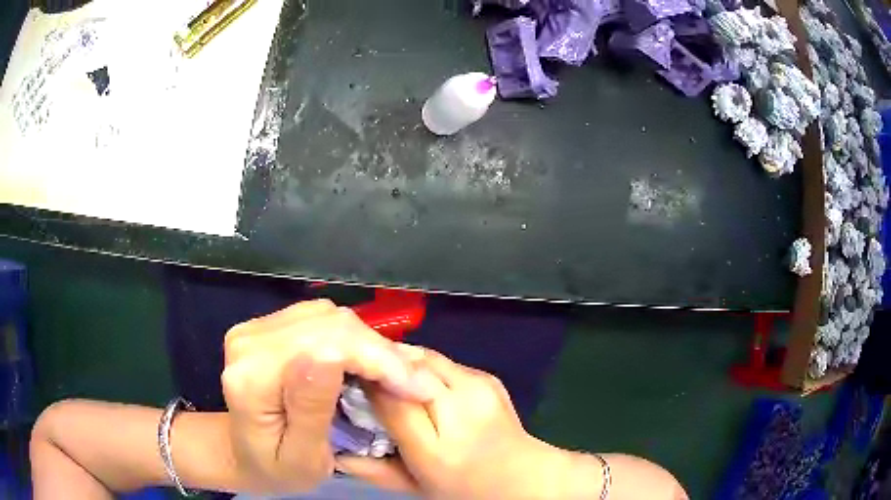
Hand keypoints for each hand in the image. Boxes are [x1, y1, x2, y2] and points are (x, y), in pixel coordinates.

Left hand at [220, 300, 436, 494]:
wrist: (243, 453)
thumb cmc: (276, 468)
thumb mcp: (301, 458)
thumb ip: (312, 409)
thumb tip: (333, 355)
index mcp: (250, 378)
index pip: (323, 347)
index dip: (376, 360)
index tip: (417, 388)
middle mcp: (247, 342)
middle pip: (327, 324)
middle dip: (379, 351)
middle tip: (413, 382)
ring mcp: (254, 329)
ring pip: (327, 316)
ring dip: (368, 343)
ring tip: (393, 374)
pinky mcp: (264, 326)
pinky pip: (319, 318)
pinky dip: (351, 338)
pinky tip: (364, 361)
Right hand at [337, 347, 568, 498]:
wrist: (522, 476)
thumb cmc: (464, 487)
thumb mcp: (415, 486)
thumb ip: (373, 470)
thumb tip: (334, 450)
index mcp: (438, 447)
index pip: (389, 399)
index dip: (364, 383)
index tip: (345, 379)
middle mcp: (461, 409)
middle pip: (408, 366)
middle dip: (380, 363)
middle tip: (361, 371)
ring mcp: (480, 387)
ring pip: (425, 357)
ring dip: (401, 363)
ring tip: (387, 376)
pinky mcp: (488, 376)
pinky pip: (444, 363)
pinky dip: (425, 368)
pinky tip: (420, 384)